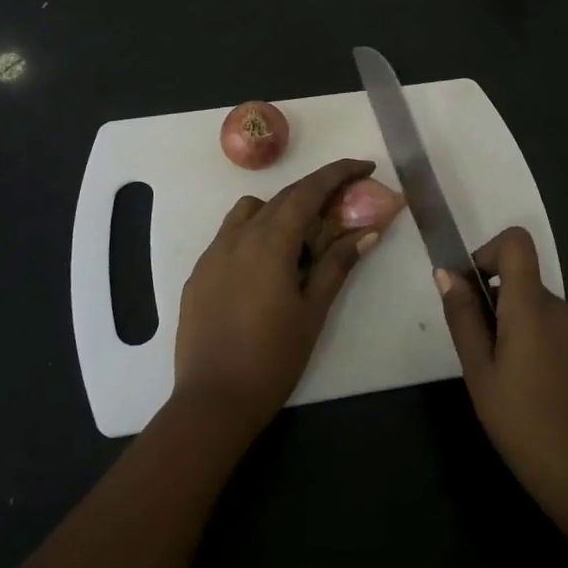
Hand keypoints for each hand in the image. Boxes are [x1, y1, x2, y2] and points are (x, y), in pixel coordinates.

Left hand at [174, 158, 382, 434]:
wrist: (212, 401)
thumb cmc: (272, 358)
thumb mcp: (313, 311)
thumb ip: (338, 265)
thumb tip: (368, 232)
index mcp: (270, 242)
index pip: (307, 191)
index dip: (337, 174)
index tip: (363, 166)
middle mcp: (238, 236)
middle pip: (281, 198)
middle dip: (315, 193)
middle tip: (343, 205)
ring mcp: (213, 253)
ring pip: (250, 211)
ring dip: (280, 210)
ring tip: (301, 240)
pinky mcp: (199, 273)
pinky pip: (230, 235)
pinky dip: (255, 233)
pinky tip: (267, 266)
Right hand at [437, 227, 567, 564]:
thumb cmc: (527, 428)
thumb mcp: (480, 375)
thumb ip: (463, 319)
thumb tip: (447, 274)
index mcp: (532, 306)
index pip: (516, 242)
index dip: (489, 252)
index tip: (473, 291)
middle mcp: (563, 311)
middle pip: (524, 284)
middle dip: (498, 307)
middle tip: (482, 359)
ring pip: (542, 315)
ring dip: (519, 334)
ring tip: (509, 387)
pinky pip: (562, 340)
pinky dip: (543, 353)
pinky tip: (540, 402)